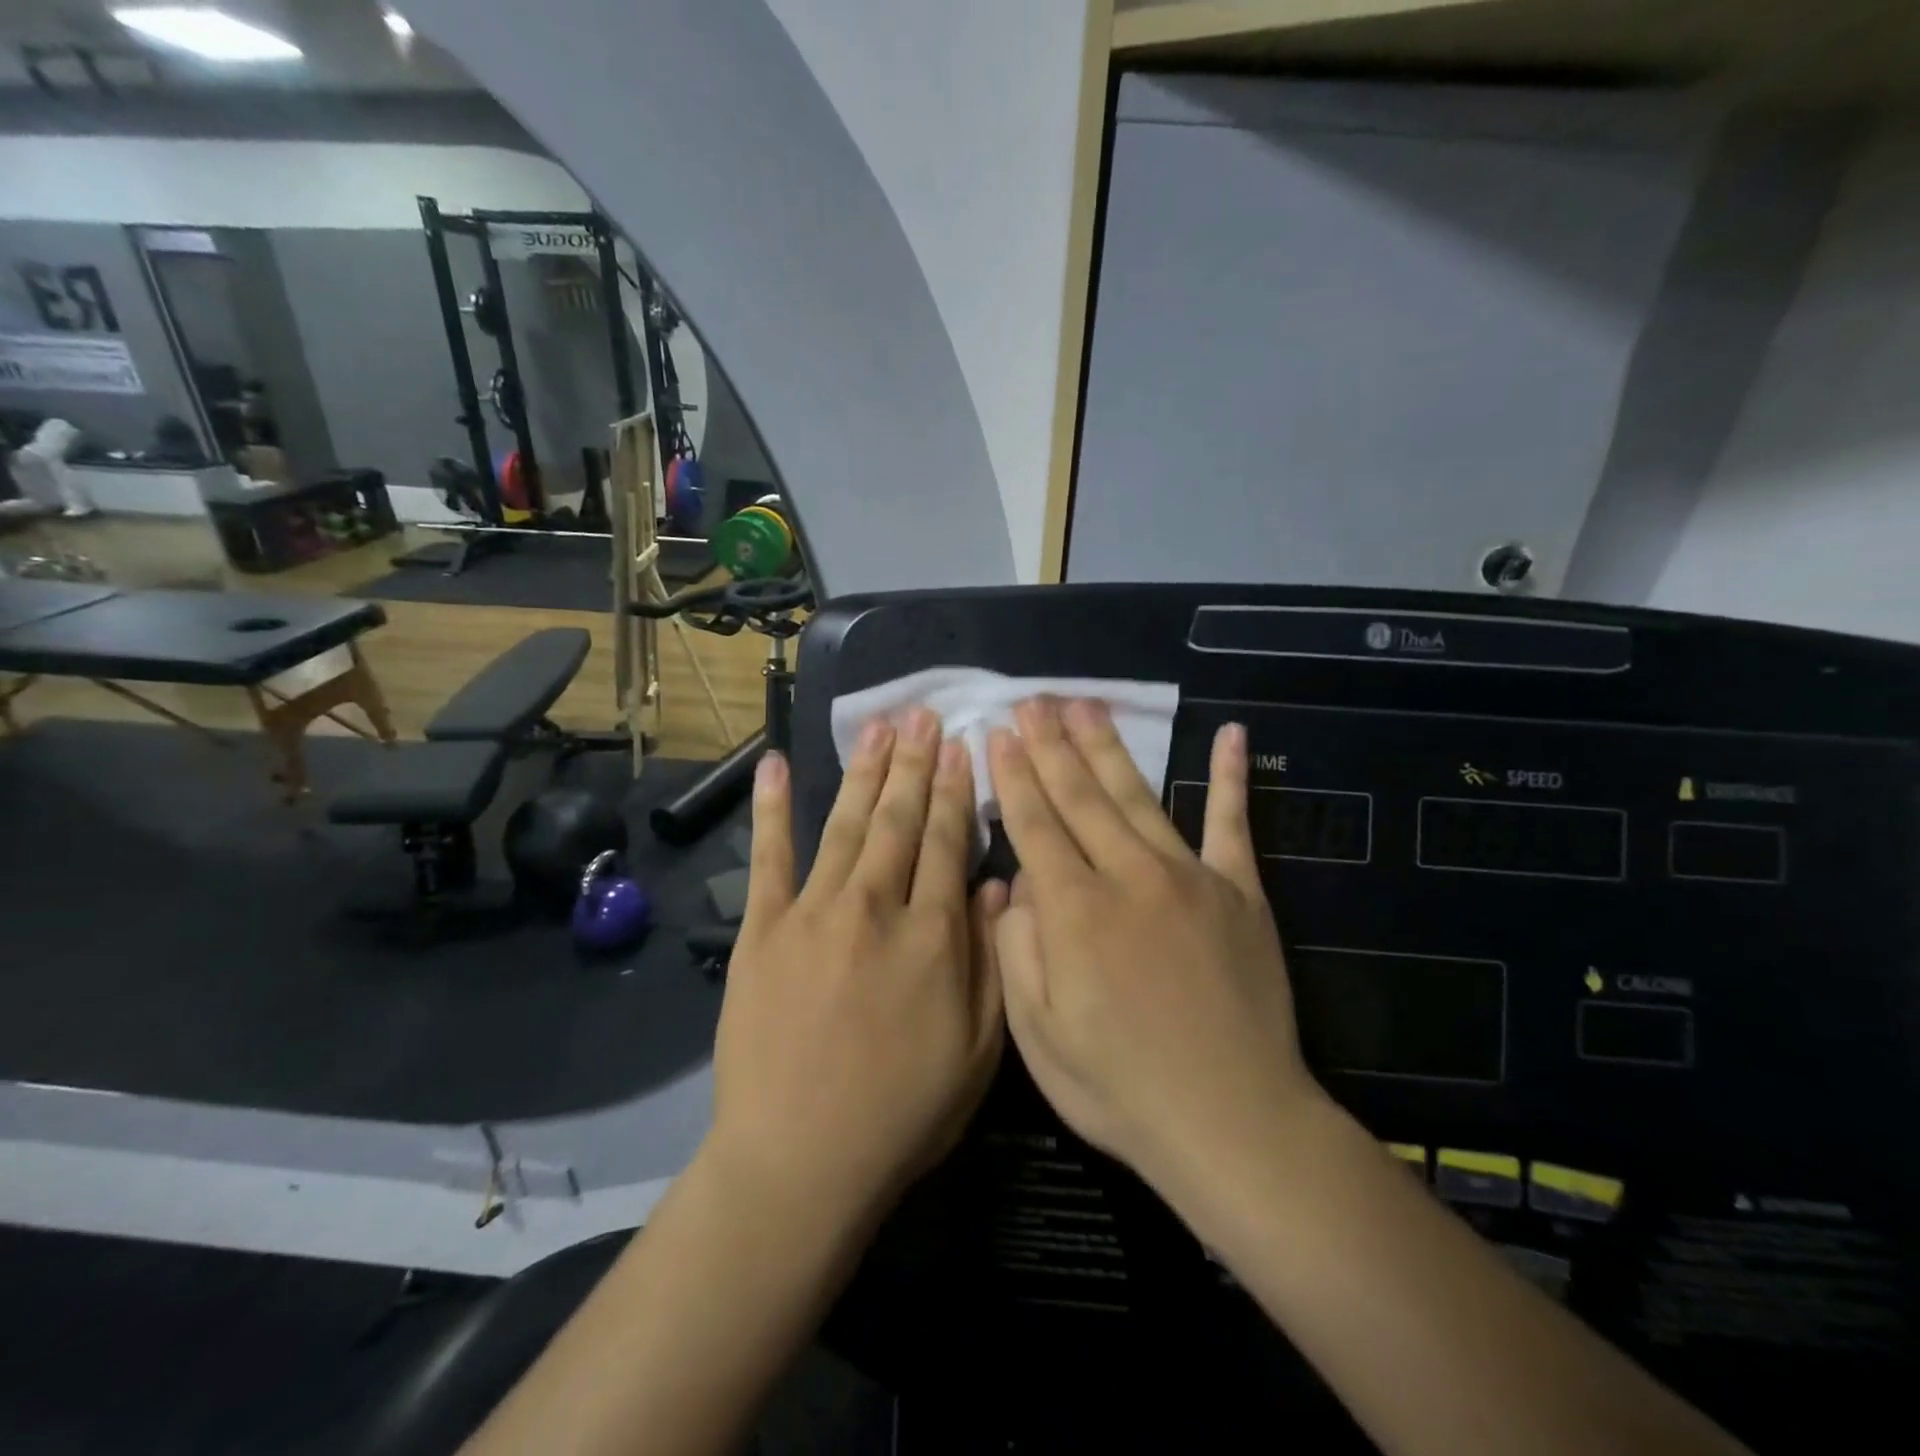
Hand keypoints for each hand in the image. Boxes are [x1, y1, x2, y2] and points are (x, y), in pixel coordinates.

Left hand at [706, 709, 1004, 1225]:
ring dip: (866, 771)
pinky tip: (779, 765)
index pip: (949, 843)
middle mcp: (875, 907)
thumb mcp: (980, 1050)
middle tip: (923, 717)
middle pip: (900, 820)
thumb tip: (995, 885)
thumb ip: (991, 960)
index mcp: (933, 936)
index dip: (956, 791)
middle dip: (915, 764)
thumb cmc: (902, 1112)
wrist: (798, 1161)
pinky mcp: (762, 929)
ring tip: (880, 727)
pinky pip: (768, 857)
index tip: (962, 747)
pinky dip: (774, 809)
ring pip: (848, 824)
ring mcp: (813, 913)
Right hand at [985, 697, 1325, 1208]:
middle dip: (1051, 745)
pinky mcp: (1240, 892)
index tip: (998, 733)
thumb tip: (1014, 883)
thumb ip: (1018, 948)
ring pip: (1139, 795)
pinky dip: (1230, 778)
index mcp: (1074, 910)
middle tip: (1033, 700)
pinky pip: (1233, 824)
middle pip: (1081, 796)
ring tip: (1085, 704)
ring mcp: (1190, 877)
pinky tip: (1231, 734)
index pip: (1035, 824)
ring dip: (1108, 747)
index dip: (1013, 776)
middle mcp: (1128, 876)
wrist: (1231, 1121)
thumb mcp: (1037, 1034)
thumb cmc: (1119, 1087)